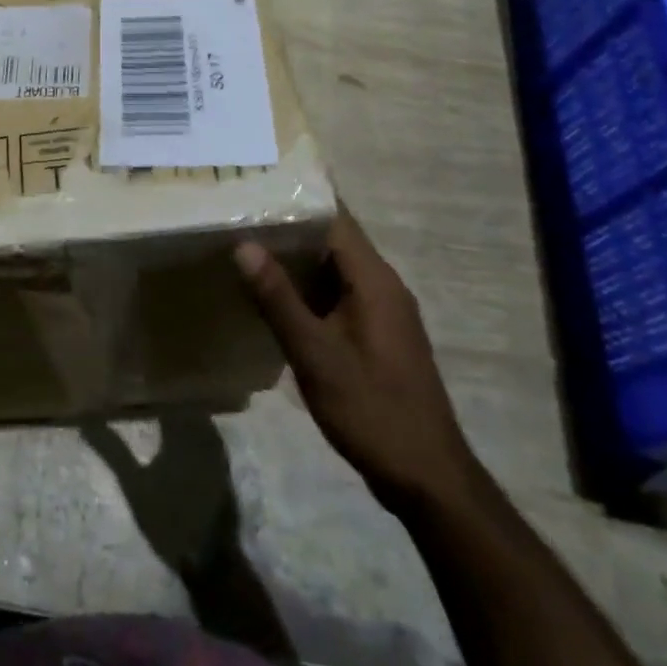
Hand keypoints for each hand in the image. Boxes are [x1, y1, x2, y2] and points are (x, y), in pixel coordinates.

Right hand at [235, 205, 480, 516]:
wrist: (428, 480)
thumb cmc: (372, 410)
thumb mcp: (316, 354)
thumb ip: (278, 298)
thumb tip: (244, 244)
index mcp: (374, 280)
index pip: (334, 218)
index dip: (296, 199)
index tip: (255, 185)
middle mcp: (382, 285)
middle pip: (332, 239)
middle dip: (288, 227)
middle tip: (237, 214)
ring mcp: (382, 311)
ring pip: (333, 268)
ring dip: (295, 258)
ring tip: (244, 245)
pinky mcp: (377, 334)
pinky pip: (338, 293)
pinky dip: (306, 287)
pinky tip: (272, 296)